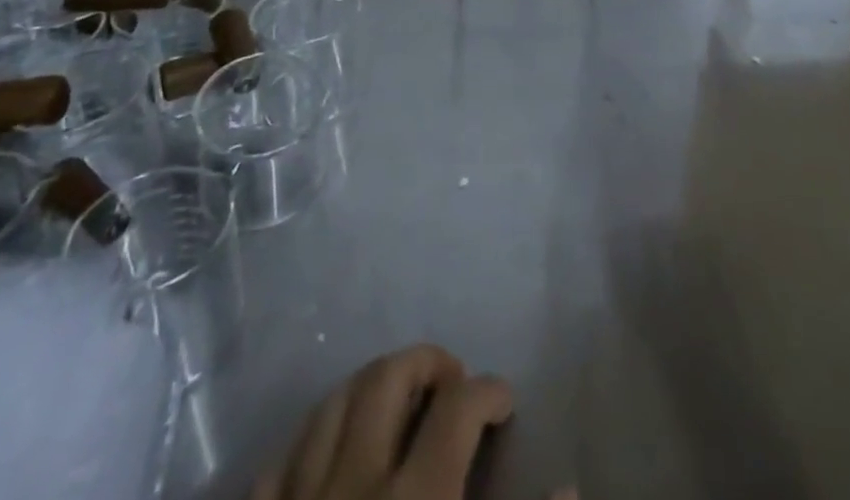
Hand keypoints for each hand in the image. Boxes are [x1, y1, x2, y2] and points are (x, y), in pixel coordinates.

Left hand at [250, 345, 515, 499]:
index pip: (458, 410)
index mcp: (415, 498)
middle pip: (388, 379)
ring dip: (370, 388)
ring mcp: (298, 499)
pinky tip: (331, 450)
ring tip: (397, 400)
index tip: (503, 399)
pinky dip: (314, 441)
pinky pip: (281, 461)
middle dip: (426, 363)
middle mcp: (354, 482)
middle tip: (451, 380)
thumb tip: (568, 481)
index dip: (488, 391)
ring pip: (332, 404)